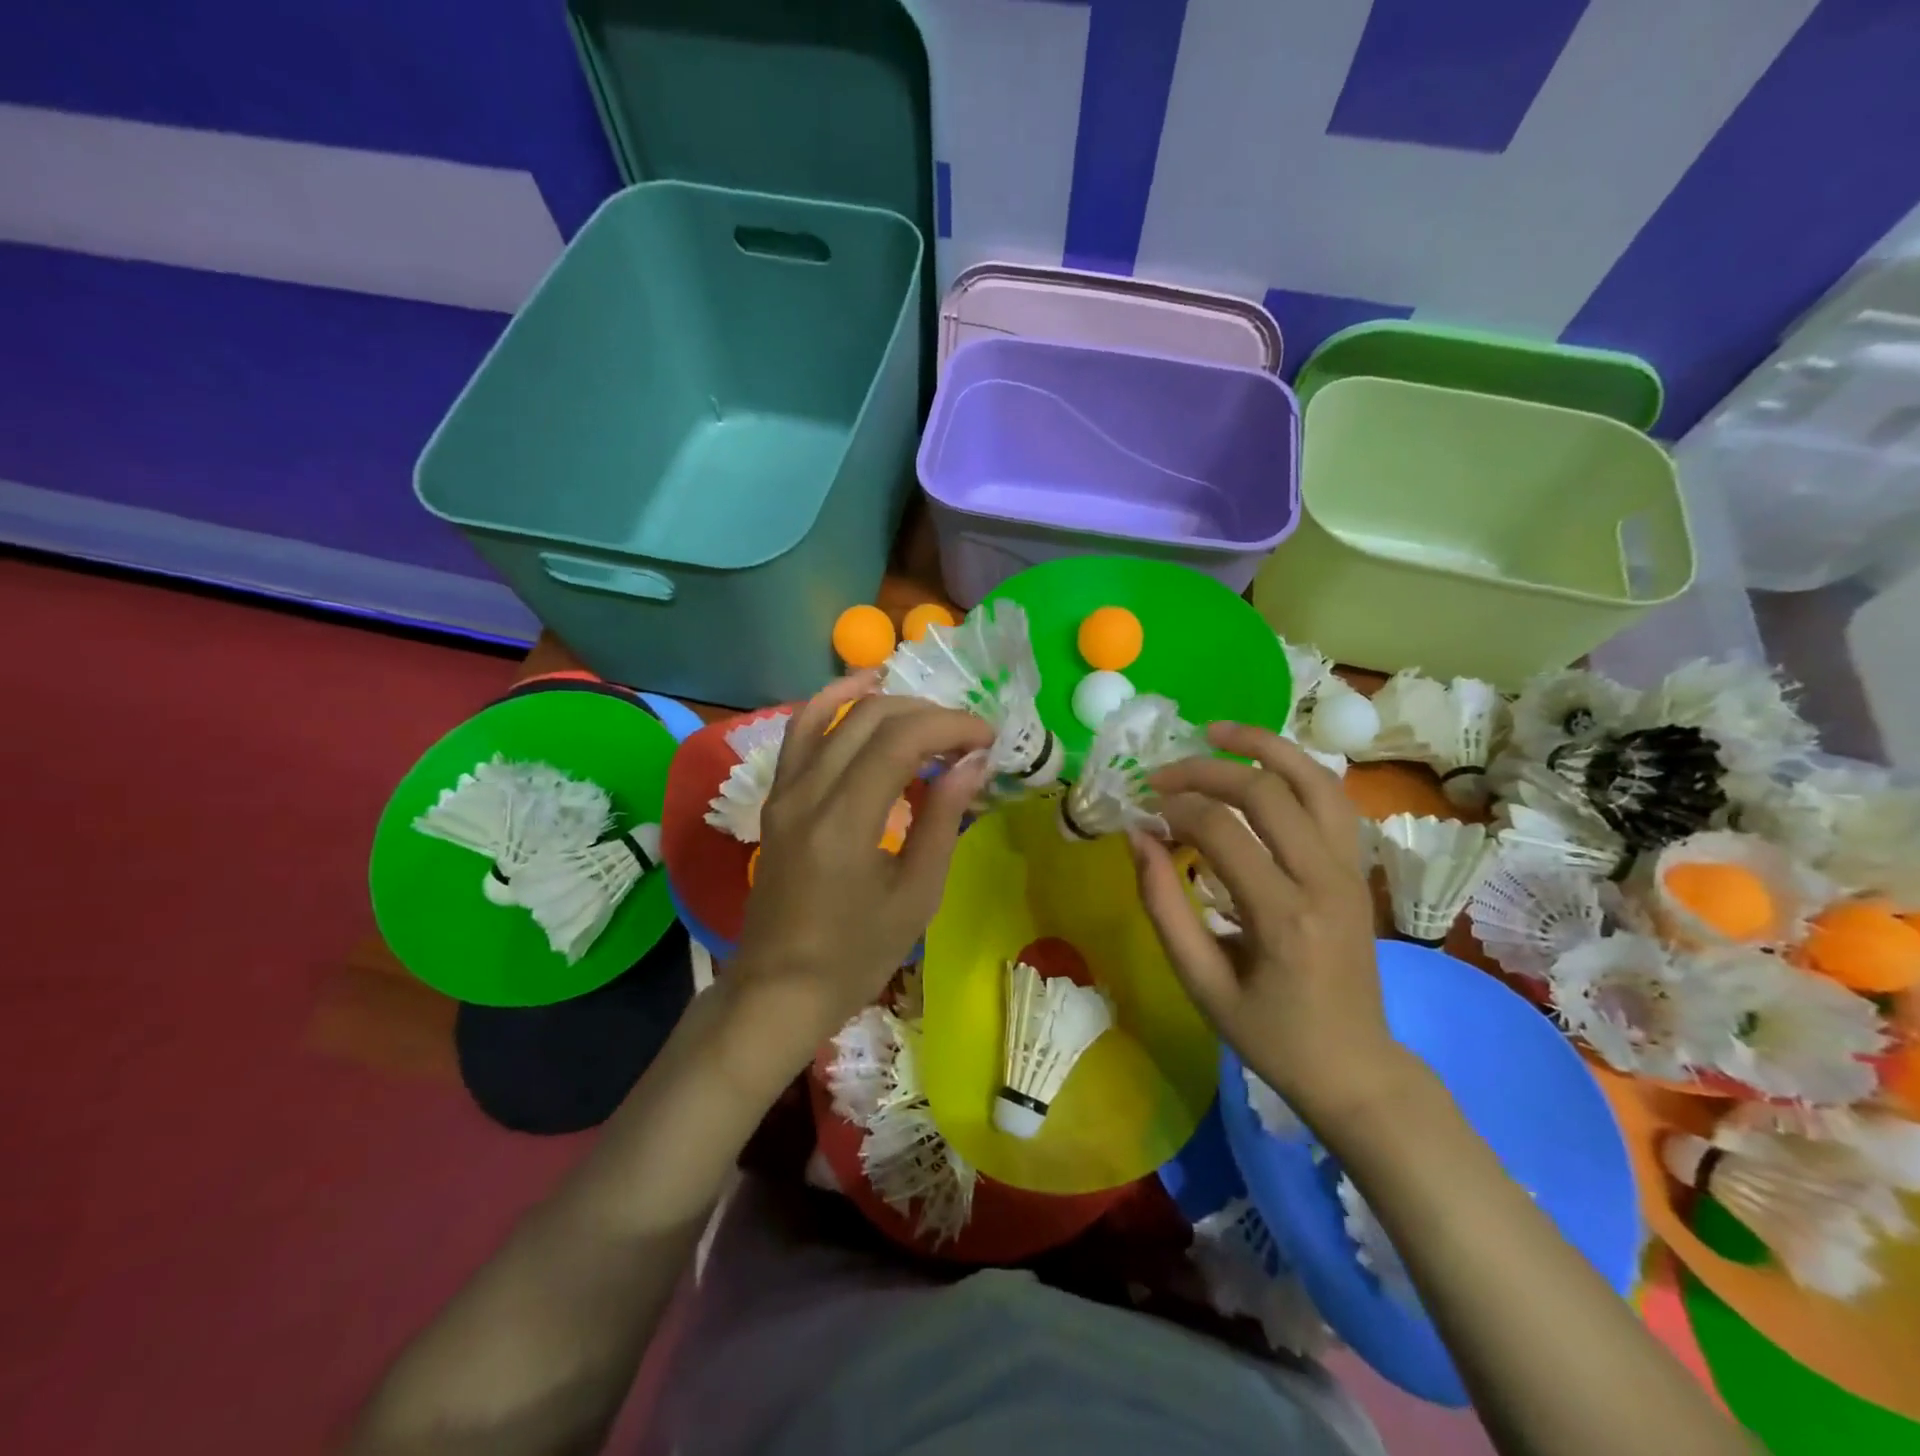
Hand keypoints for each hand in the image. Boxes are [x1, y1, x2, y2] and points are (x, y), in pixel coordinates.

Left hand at [728, 674, 993, 1067]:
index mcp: (844, 821)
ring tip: (926, 709)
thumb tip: (973, 764)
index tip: (987, 740)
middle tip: (966, 737)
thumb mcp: (916, 895)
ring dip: (883, 701)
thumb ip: (943, 820)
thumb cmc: (856, 955)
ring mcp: (784, 791)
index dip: (950, 726)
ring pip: (831, 713)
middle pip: (868, 717)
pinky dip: (831, 704)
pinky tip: (860, 694)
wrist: (779, 989)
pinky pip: (801, 733)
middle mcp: (807, 792)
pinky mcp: (776, 798)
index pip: (900, 739)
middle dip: (927, 714)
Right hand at [1128, 722, 1410, 1124]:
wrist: (1355, 1067)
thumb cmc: (1270, 1034)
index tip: (1144, 809)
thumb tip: (1138, 837)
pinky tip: (1260, 764)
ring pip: (1315, 780)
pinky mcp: (1357, 869)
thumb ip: (1164, 906)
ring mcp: (1351, 870)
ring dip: (1264, 746)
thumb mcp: (1201, 983)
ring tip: (1216, 731)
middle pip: (1268, 792)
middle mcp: (1326, 881)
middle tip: (1162, 773)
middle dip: (1207, 770)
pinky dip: (1294, 769)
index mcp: (1284, 919)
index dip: (1176, 809)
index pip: (1223, 833)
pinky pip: (1331, 799)